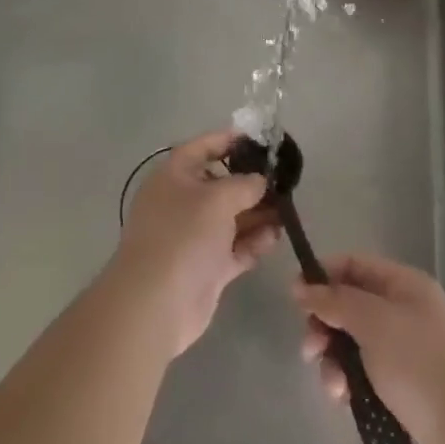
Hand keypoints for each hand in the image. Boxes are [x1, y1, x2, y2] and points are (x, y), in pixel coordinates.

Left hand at [111, 131, 281, 356]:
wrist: (156, 303)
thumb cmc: (183, 235)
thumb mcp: (217, 198)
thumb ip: (244, 184)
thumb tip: (260, 180)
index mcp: (174, 176)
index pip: (202, 147)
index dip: (229, 140)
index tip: (260, 140)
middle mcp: (182, 202)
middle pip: (221, 184)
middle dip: (252, 183)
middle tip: (285, 181)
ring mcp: (194, 236)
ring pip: (232, 217)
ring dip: (258, 213)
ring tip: (288, 210)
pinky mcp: (207, 266)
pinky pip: (235, 247)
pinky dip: (254, 241)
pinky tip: (276, 236)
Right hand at [293, 253, 444, 443]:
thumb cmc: (420, 365)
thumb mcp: (373, 321)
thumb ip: (334, 301)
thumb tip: (301, 287)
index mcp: (404, 285)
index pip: (354, 265)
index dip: (322, 276)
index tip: (294, 298)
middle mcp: (404, 313)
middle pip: (349, 306)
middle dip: (325, 326)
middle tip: (311, 349)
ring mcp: (403, 353)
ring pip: (352, 345)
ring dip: (334, 361)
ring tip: (335, 386)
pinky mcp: (401, 391)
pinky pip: (362, 376)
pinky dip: (349, 384)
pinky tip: (346, 401)